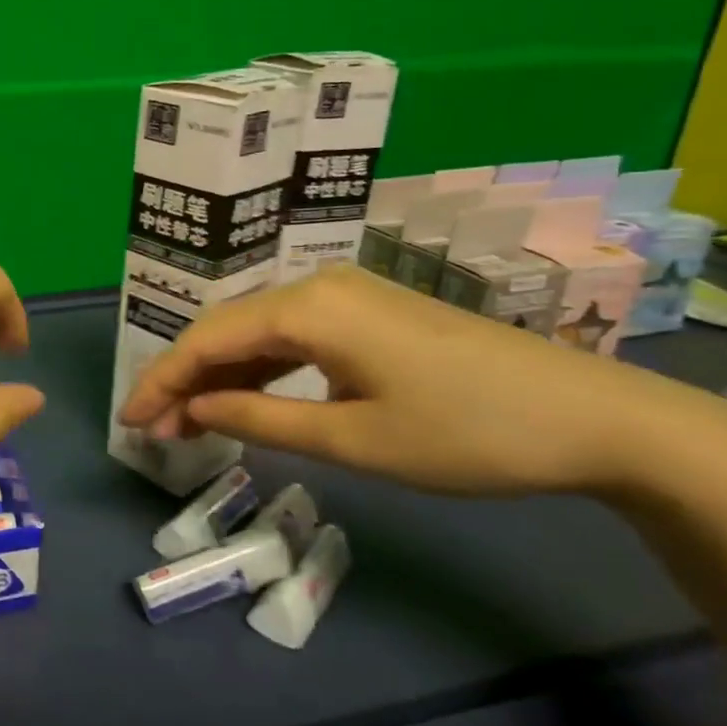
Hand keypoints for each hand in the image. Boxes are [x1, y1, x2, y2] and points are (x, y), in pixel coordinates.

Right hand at [118, 264, 726, 497]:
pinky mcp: (369, 314)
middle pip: (225, 329)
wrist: (596, 418)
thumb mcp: (353, 439)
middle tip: (153, 428)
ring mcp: (346, 296)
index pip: (206, 339)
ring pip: (257, 332)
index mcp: (307, 307)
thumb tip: (194, 409)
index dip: (161, 381)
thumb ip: (260, 420)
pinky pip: (292, 337)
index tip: (130, 422)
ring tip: (189, 421)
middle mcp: (317, 286)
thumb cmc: (467, 433)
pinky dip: (260, 370)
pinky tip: (247, 399)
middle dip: (183, 379)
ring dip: (220, 375)